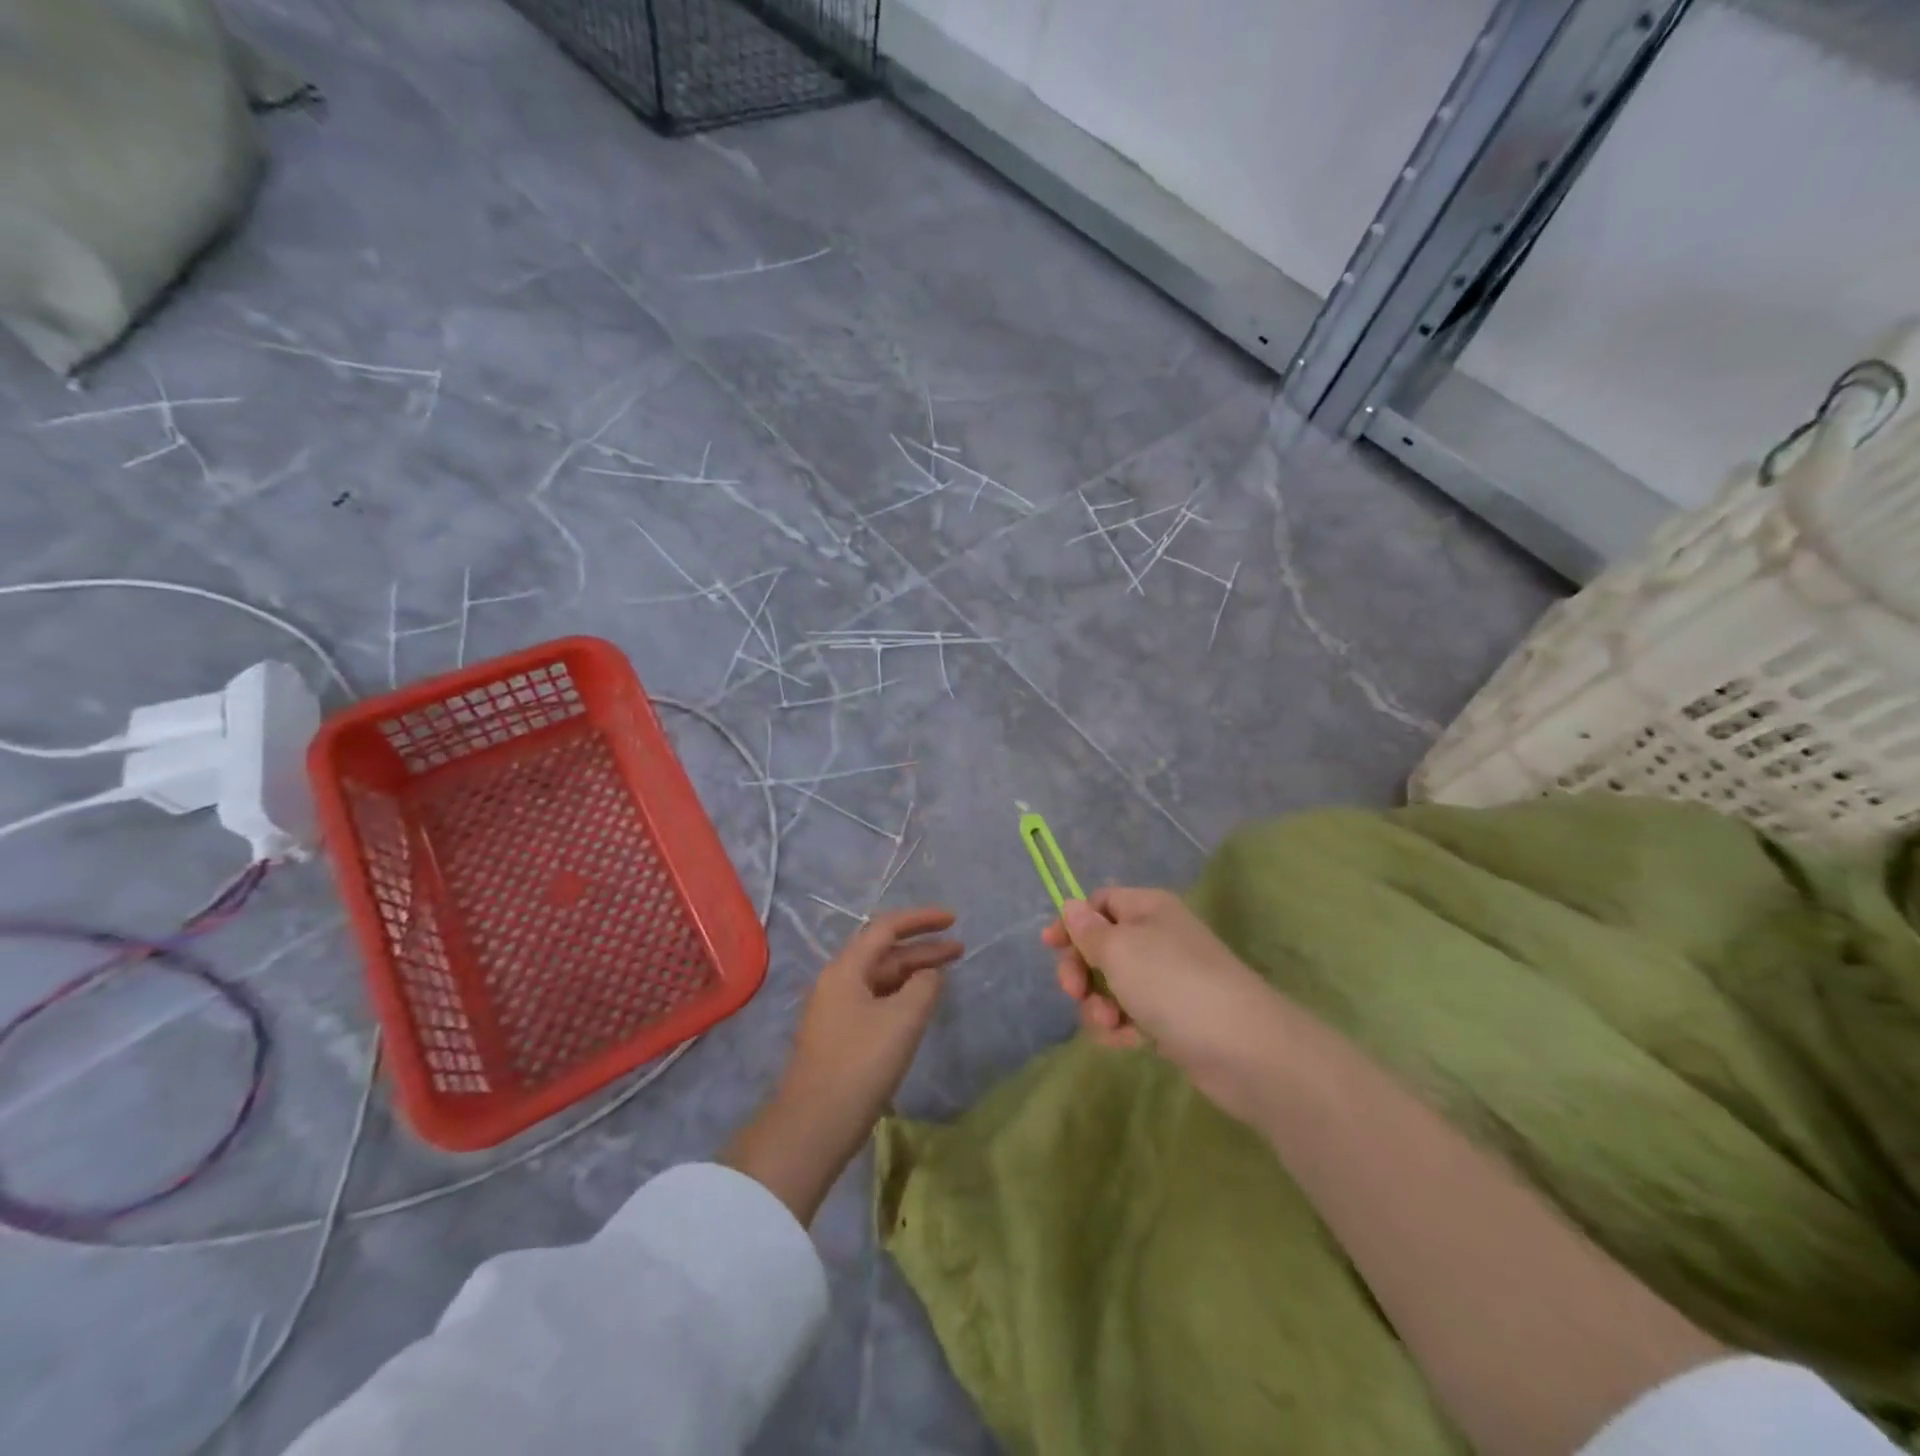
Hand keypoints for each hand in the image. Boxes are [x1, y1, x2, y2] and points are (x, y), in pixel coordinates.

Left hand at [725, 907, 960, 1224]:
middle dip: (923, 947)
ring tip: (947, 974)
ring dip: (913, 972)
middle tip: (960, 950)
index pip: (886, 927)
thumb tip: (929, 975)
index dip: (921, 919)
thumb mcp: (902, 1020)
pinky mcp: (841, 1036)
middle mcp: (838, 981)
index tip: (953, 920)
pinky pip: (877, 1000)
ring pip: (881, 978)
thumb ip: (924, 987)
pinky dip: (902, 995)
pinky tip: (920, 1006)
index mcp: (846, 969)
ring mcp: (837, 1009)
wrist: (813, 1126)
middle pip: (884, 952)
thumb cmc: (860, 1065)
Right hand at [1043, 888, 1285, 1123]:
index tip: (1049, 946)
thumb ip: (1088, 930)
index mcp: (1148, 908)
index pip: (1100, 902)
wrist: (1244, 1049)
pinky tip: (1127, 1042)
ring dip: (1099, 1005)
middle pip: (1101, 946)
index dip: (1073, 921)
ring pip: (1112, 985)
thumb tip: (1071, 905)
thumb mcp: (1119, 949)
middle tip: (1074, 992)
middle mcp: (1158, 937)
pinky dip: (1122, 1027)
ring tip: (1109, 1024)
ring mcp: (1167, 980)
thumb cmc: (1173, 984)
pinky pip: (1131, 1015)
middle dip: (1081, 970)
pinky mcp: (1173, 1018)